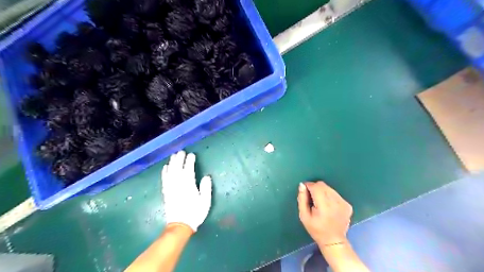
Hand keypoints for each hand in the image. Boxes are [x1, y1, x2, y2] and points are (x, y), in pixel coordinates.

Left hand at [163, 151, 211, 230]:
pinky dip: (165, 172)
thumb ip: (206, 188)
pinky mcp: (166, 192)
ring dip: (172, 163)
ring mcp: (171, 188)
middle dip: (179, 159)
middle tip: (181, 152)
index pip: (188, 170)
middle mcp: (178, 184)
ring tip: (173, 156)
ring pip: (170, 172)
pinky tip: (165, 167)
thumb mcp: (205, 202)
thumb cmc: (195, 213)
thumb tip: (206, 177)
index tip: (192, 155)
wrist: (180, 225)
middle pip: (178, 168)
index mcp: (189, 185)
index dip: (190, 161)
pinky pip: (164, 180)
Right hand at [297, 180, 354, 246]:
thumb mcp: (304, 216)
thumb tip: (302, 185)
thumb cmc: (316, 229)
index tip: (304, 191)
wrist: (334, 241)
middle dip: (315, 188)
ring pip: (329, 188)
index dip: (308, 186)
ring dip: (322, 192)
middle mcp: (335, 202)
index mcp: (324, 206)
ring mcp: (343, 203)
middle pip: (323, 185)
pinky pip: (335, 194)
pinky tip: (328, 206)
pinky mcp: (348, 205)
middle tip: (311, 198)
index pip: (315, 187)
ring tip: (320, 203)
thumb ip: (302, 199)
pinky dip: (330, 196)